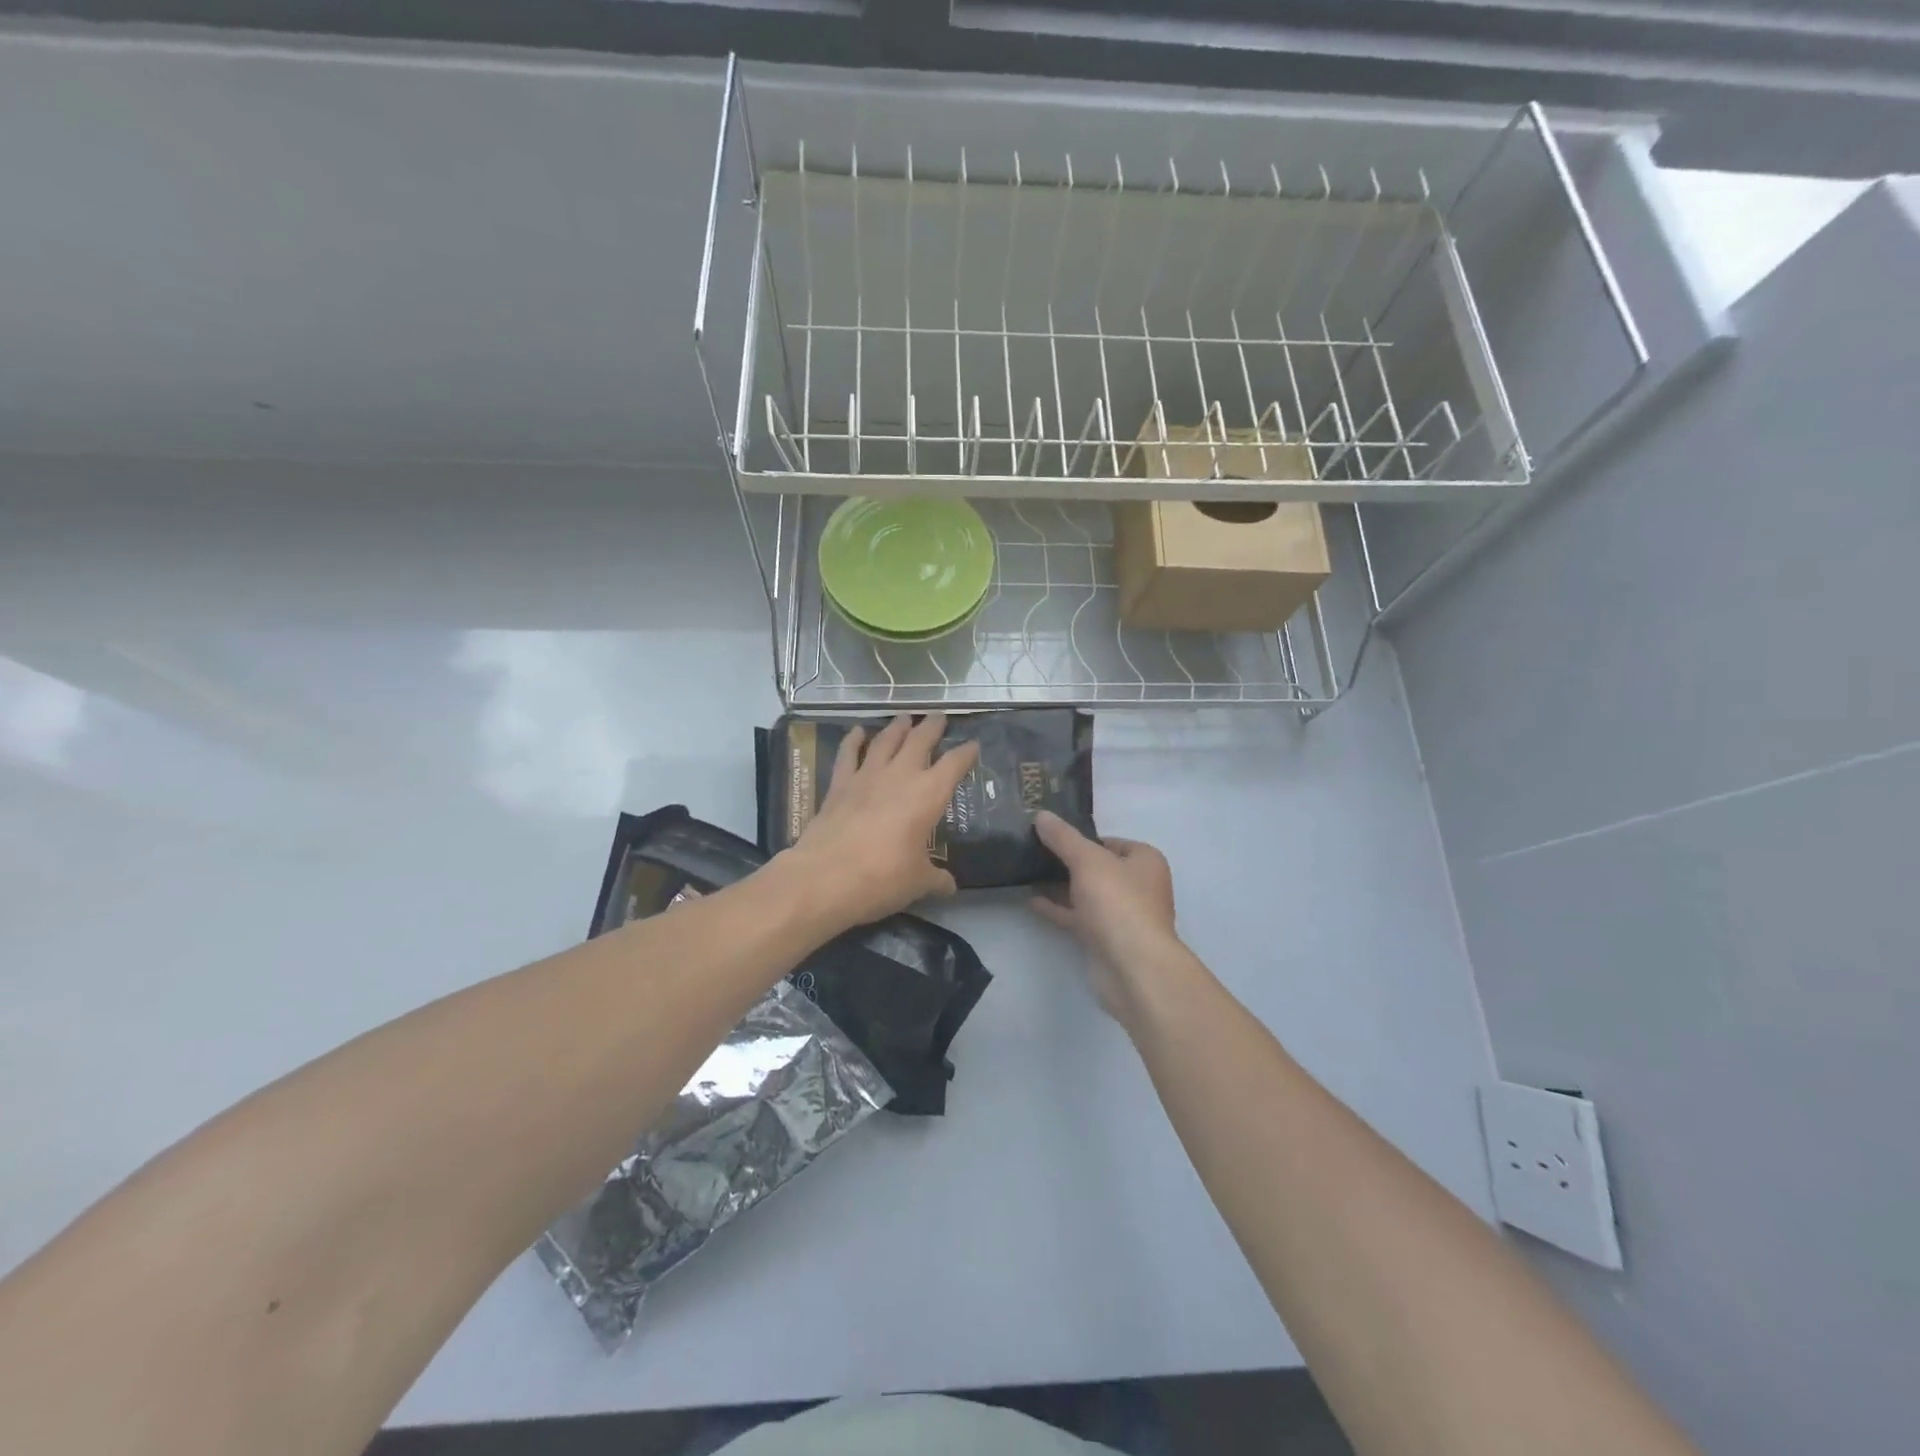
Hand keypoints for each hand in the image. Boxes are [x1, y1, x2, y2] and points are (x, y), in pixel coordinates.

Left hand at [782, 712, 979, 931]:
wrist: (825, 878)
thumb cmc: (882, 879)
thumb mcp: (918, 883)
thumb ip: (936, 879)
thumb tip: (950, 886)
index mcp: (928, 795)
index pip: (954, 765)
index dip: (966, 753)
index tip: (973, 745)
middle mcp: (900, 776)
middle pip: (920, 740)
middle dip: (932, 727)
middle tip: (938, 717)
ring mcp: (867, 776)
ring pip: (886, 740)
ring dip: (897, 727)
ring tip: (905, 717)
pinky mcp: (839, 784)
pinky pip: (848, 754)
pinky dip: (853, 739)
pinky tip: (857, 731)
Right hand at [1030, 811, 1182, 1024]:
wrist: (1132, 967)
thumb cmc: (1118, 903)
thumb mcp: (1087, 861)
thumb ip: (1063, 838)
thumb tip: (1041, 815)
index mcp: (1145, 861)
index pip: (1111, 841)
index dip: (1083, 838)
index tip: (1052, 835)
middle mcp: (1138, 886)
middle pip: (1098, 867)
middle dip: (1069, 862)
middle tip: (1035, 851)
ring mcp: (1122, 915)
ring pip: (1087, 894)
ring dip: (1062, 886)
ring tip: (1028, 873)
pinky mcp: (1106, 939)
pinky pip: (1079, 918)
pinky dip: (1059, 909)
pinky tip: (1033, 901)